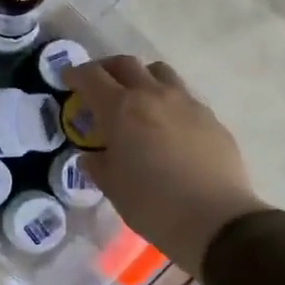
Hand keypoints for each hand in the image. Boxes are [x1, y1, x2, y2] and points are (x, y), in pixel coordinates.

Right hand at [62, 56, 267, 276]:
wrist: (216, 220)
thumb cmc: (153, 204)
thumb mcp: (113, 187)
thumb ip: (98, 164)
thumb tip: (93, 155)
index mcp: (121, 109)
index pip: (91, 76)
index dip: (75, 74)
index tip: (67, 80)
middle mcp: (153, 95)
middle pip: (125, 64)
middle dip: (107, 69)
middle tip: (99, 84)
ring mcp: (186, 103)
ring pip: (159, 72)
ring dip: (141, 77)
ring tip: (136, 98)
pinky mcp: (210, 117)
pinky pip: (183, 96)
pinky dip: (167, 100)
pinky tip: (168, 125)